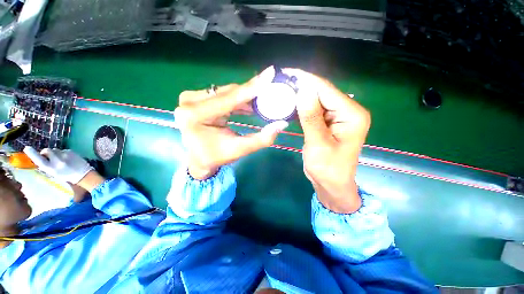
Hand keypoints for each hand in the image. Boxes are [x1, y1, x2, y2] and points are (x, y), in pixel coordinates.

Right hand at [23, 147, 103, 191]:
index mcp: (51, 168)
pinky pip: (63, 150)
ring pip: (55, 150)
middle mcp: (57, 160)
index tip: (27, 148)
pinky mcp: (71, 151)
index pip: (39, 160)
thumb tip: (40, 158)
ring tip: (60, 160)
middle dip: (46, 153)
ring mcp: (64, 155)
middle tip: (48, 157)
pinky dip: (62, 153)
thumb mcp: (54, 174)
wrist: (84, 174)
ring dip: (55, 153)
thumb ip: (47, 166)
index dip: (32, 154)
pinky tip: (67, 159)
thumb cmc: (67, 176)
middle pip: (46, 150)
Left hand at [175, 67, 288, 179]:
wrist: (197, 159)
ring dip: (245, 96)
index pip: (229, 98)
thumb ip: (261, 139)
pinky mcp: (197, 99)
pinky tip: (250, 104)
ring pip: (226, 92)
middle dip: (251, 92)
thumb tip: (281, 124)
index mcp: (195, 115)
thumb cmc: (215, 156)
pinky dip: (237, 100)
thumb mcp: (239, 150)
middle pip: (228, 92)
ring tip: (263, 99)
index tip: (270, 73)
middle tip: (270, 91)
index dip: (251, 87)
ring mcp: (192, 98)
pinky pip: (222, 95)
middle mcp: (190, 102)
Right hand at [283, 69, 370, 212]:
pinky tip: (290, 103)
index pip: (326, 90)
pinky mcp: (328, 123)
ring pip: (317, 100)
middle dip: (302, 86)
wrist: (331, 184)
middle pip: (322, 92)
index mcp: (352, 114)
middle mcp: (348, 111)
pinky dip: (302, 107)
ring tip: (283, 89)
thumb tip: (302, 90)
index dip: (306, 80)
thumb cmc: (328, 168)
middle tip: (281, 81)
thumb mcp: (318, 143)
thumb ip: (311, 117)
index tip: (287, 72)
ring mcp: (337, 117)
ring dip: (301, 96)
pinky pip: (314, 110)